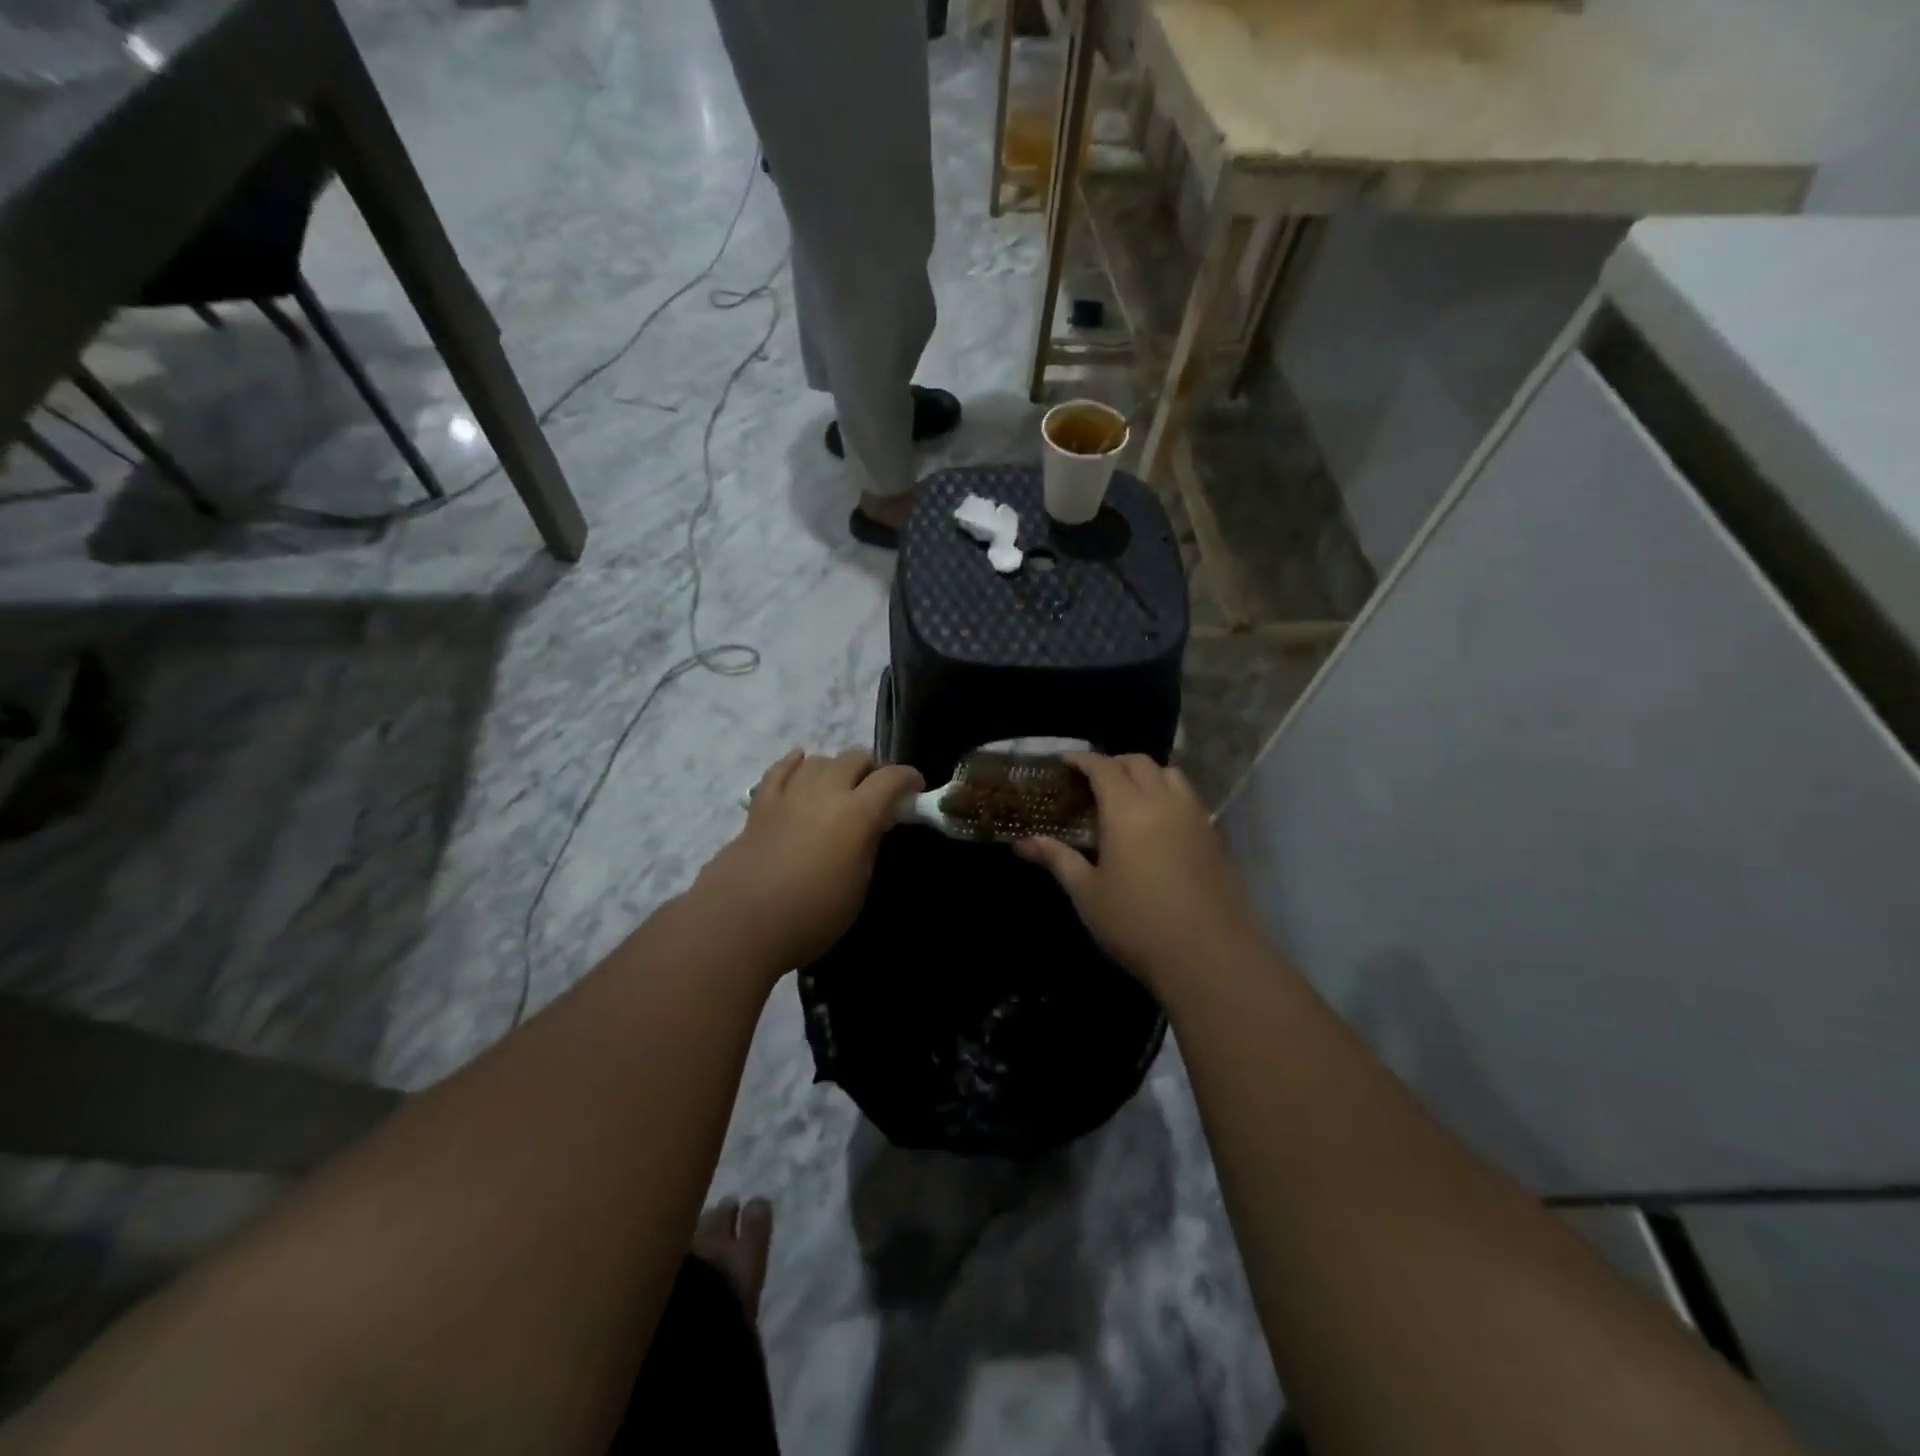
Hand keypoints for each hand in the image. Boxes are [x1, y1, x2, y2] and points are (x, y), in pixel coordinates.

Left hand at [693, 748, 922, 972]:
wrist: (740, 922)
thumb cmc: (811, 914)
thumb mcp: (858, 887)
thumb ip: (869, 846)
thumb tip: (872, 826)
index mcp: (857, 813)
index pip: (891, 778)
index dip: (908, 779)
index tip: (915, 790)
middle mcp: (825, 792)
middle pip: (854, 757)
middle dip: (871, 769)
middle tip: (875, 793)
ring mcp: (789, 794)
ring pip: (819, 760)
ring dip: (835, 768)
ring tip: (839, 787)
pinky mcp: (760, 805)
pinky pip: (779, 771)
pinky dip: (794, 764)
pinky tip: (800, 763)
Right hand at [1017, 753, 1262, 999]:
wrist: (1208, 955)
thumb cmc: (1136, 923)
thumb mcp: (1087, 893)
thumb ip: (1057, 859)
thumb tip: (1022, 842)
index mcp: (1127, 809)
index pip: (1104, 767)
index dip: (1083, 760)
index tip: (1066, 762)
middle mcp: (1163, 801)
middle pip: (1140, 763)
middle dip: (1114, 763)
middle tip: (1094, 780)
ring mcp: (1194, 817)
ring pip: (1171, 774)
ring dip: (1147, 774)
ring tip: (1129, 796)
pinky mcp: (1214, 837)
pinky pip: (1189, 798)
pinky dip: (1169, 794)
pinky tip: (1158, 823)